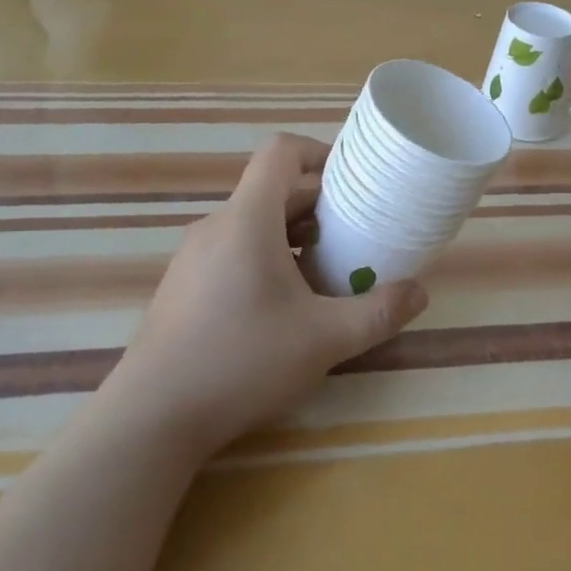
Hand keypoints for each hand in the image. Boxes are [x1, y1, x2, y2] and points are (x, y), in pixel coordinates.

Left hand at [112, 133, 429, 454]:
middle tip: (355, 234)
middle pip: (272, 189)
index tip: (352, 182)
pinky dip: (265, 256)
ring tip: (325, 271)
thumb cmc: (241, 361)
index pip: (280, 152)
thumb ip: (378, 313)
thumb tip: (420, 293)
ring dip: (293, 234)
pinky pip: (232, 249)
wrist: (151, 419)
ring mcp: (194, 256)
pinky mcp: (183, 285)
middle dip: (318, 205)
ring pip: (252, 222)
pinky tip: (282, 305)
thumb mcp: (323, 339)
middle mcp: (217, 225)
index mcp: (248, 219)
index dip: (319, 153)